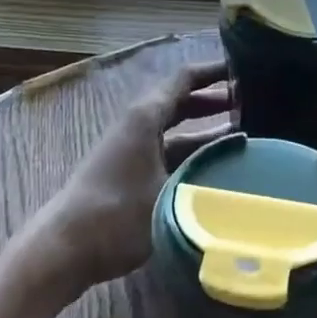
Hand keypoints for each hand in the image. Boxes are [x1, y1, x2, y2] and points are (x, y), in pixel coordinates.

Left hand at [37, 59, 231, 292]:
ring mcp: (131, 148)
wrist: (64, 249)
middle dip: (215, 100)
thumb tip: (244, 167)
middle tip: (252, 103)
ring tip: (245, 133)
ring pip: (176, 129)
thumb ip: (207, 174)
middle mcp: (138, 124)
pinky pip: (168, 150)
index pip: (185, 78)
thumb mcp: (171, 192)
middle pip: (181, 101)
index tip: (246, 69)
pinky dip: (192, 152)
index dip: (214, 71)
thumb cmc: (118, 214)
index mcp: (145, 116)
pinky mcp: (129, 172)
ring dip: (206, 129)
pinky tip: (215, 167)